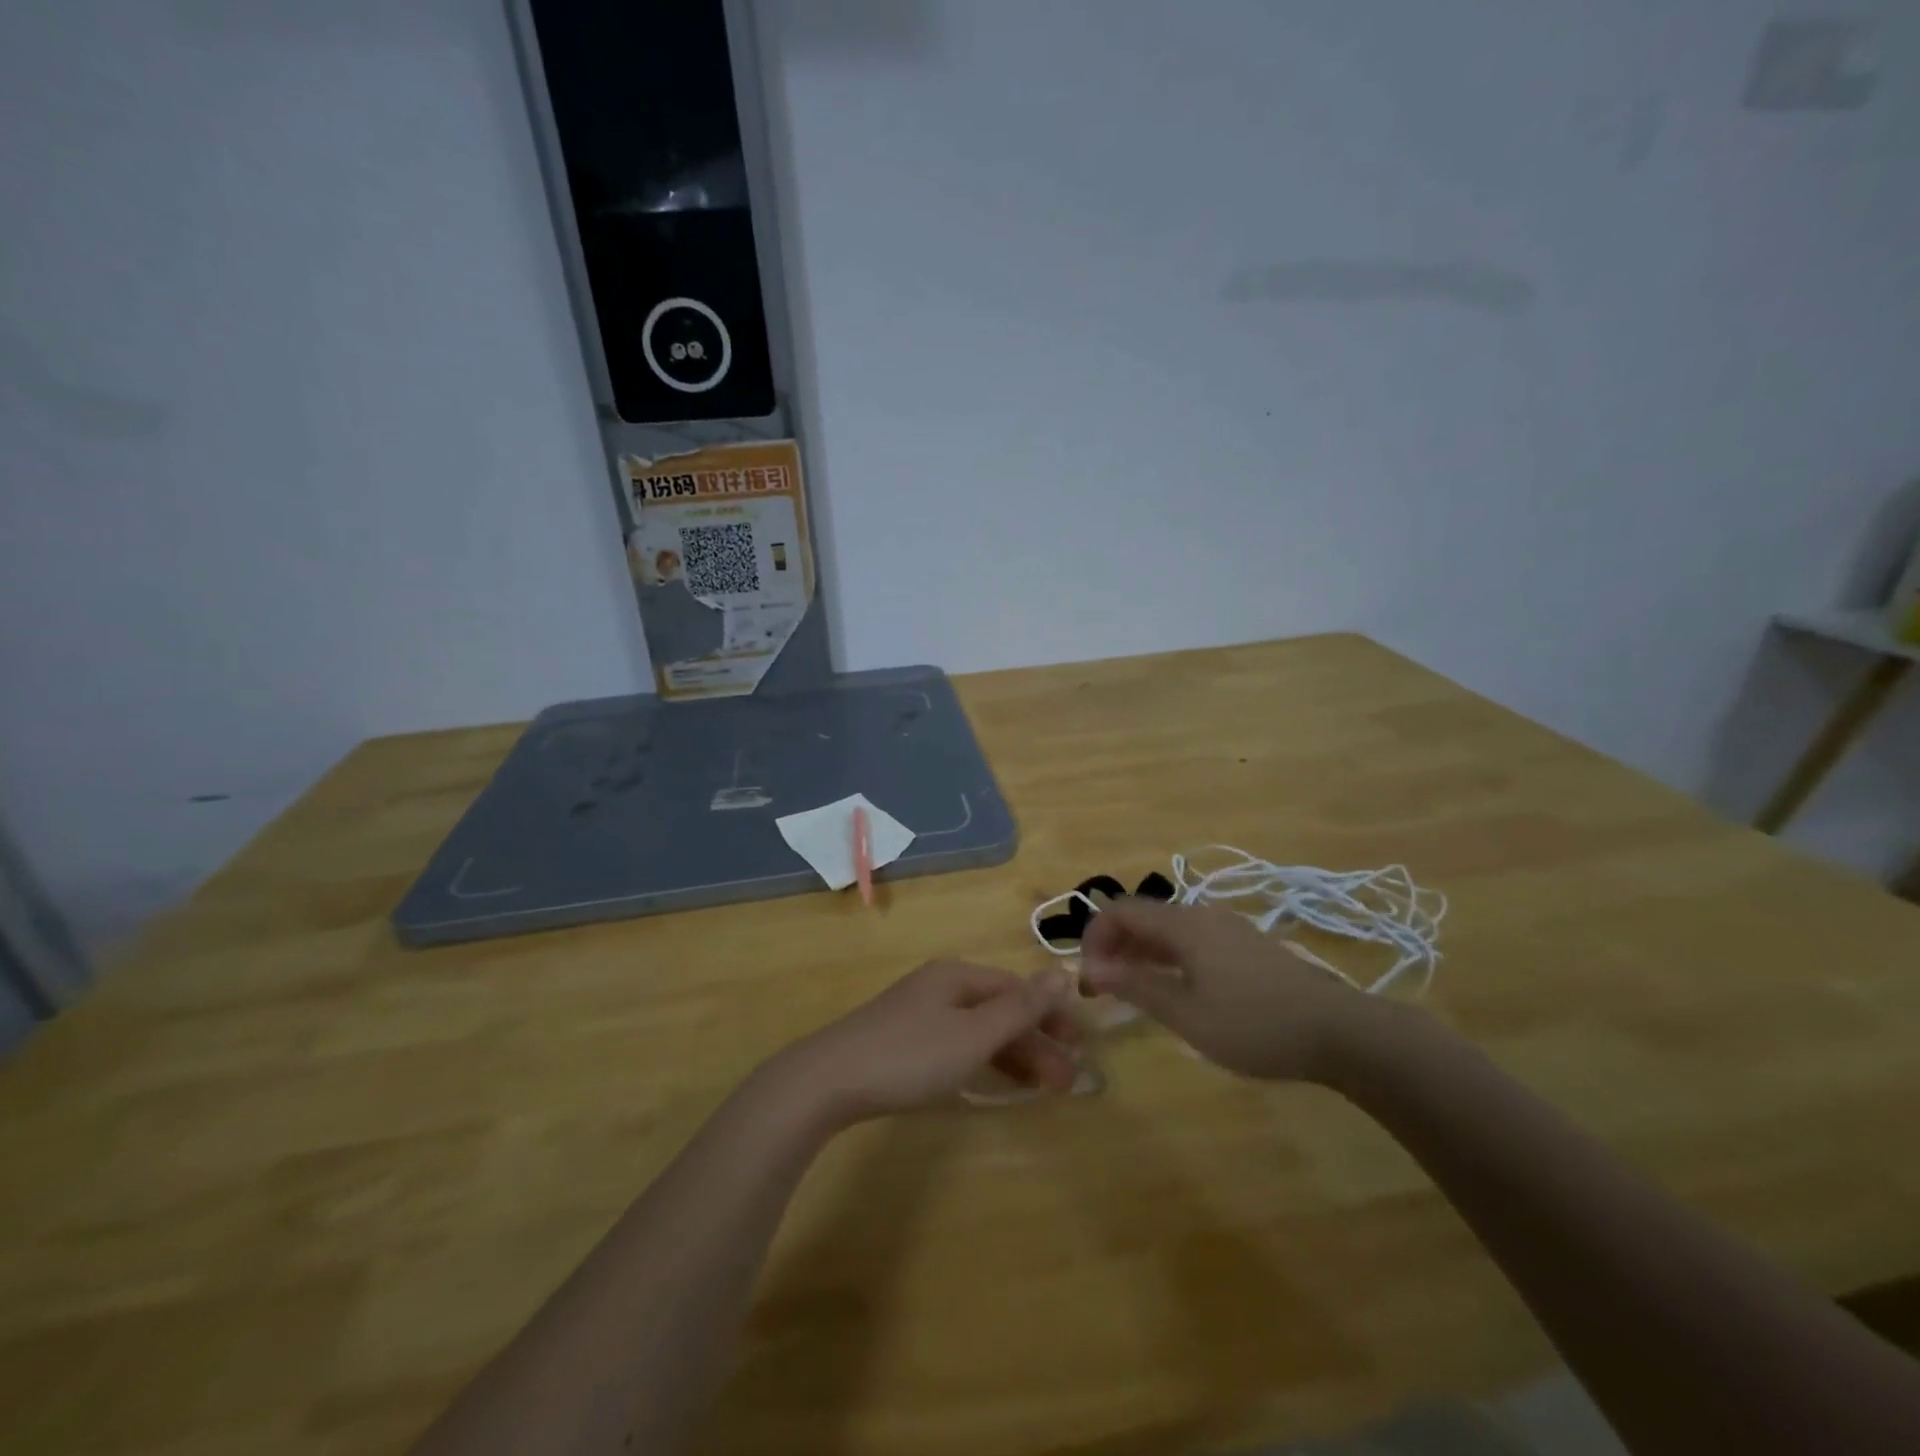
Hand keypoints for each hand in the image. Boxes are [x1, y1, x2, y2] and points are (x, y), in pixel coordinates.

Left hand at [771, 961, 1083, 1127]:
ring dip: (1013, 1056)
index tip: (1079, 1049)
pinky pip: (956, 1045)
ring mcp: (918, 1013)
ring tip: (1042, 1090)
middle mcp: (940, 986)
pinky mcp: (902, 1041)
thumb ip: (1020, 1008)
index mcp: (958, 976)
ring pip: (978, 1030)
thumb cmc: (909, 1056)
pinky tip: (993, 1082)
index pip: (1017, 988)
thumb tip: (1062, 973)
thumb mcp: (973, 1035)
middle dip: (1036, 1043)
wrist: (827, 1081)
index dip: (1051, 1015)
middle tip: (1066, 1083)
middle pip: (999, 1010)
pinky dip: (982, 1062)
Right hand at [1079, 898, 1374, 1081]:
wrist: (1340, 1031)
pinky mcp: (1244, 945)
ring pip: (1167, 929)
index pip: (1118, 911)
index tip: (1088, 977)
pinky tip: (1174, 990)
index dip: (1093, 937)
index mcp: (1182, 924)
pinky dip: (1168, 957)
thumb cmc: (1255, 1025)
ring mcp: (1226, 928)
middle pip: (1142, 916)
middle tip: (1104, 988)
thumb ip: (1135, 986)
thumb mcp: (1186, 1014)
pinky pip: (1191, 940)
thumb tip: (1090, 968)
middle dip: (1114, 946)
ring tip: (1133, 992)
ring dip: (1140, 953)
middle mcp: (1201, 915)